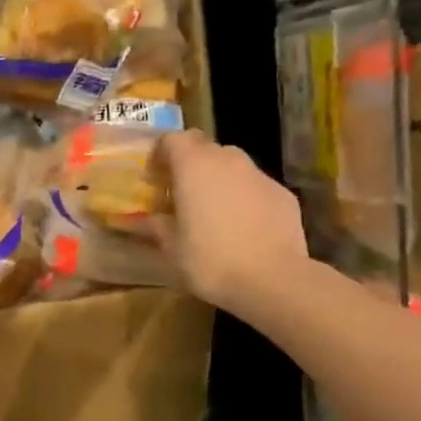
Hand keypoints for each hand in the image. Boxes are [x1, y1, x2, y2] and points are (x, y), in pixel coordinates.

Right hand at [154, 130, 307, 313]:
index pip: (172, 139)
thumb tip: (136, 220)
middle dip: (191, 165)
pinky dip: (245, 197)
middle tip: (181, 194)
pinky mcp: (284, 194)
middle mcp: (228, 160)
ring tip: (213, 211)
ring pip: (233, 166)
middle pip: (204, 148)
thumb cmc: (210, 259)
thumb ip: (154, 226)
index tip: (154, 178)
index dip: (161, 154)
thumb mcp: (171, 247)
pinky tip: (243, 227)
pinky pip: (256, 187)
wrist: (273, 280)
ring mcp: (260, 175)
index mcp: (194, 166)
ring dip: (219, 180)